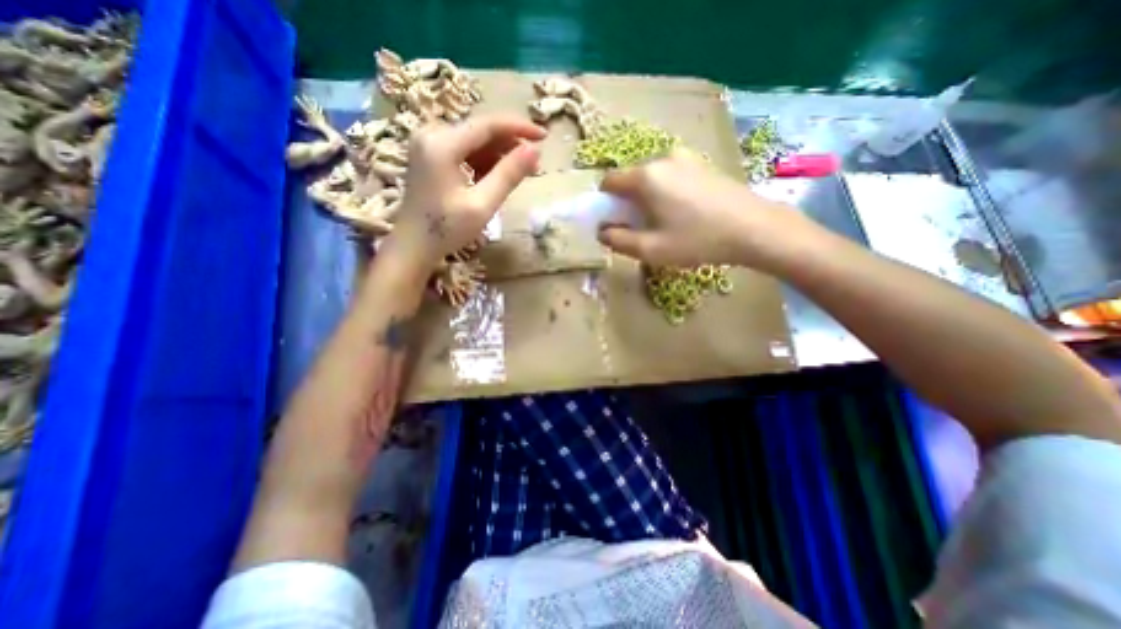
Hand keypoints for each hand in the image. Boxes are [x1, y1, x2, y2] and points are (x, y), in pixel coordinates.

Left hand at [381, 114, 547, 270]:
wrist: (413, 245)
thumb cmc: (446, 229)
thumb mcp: (482, 204)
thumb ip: (508, 175)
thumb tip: (534, 151)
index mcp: (442, 144)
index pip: (488, 124)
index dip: (519, 128)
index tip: (544, 137)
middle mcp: (431, 134)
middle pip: (480, 131)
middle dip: (509, 145)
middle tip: (533, 165)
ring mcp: (428, 143)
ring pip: (474, 141)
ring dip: (498, 155)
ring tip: (517, 175)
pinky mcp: (429, 155)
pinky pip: (463, 151)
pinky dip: (482, 162)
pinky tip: (493, 179)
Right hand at [601, 152, 790, 268]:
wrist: (754, 228)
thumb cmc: (697, 240)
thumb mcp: (651, 249)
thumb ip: (618, 240)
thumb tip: (602, 232)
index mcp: (646, 176)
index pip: (609, 181)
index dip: (605, 203)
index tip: (614, 222)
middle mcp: (663, 158)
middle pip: (630, 179)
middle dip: (627, 202)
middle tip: (640, 227)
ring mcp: (685, 158)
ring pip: (650, 178)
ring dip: (646, 198)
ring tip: (663, 222)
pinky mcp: (701, 164)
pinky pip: (670, 176)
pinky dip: (664, 192)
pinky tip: (682, 212)